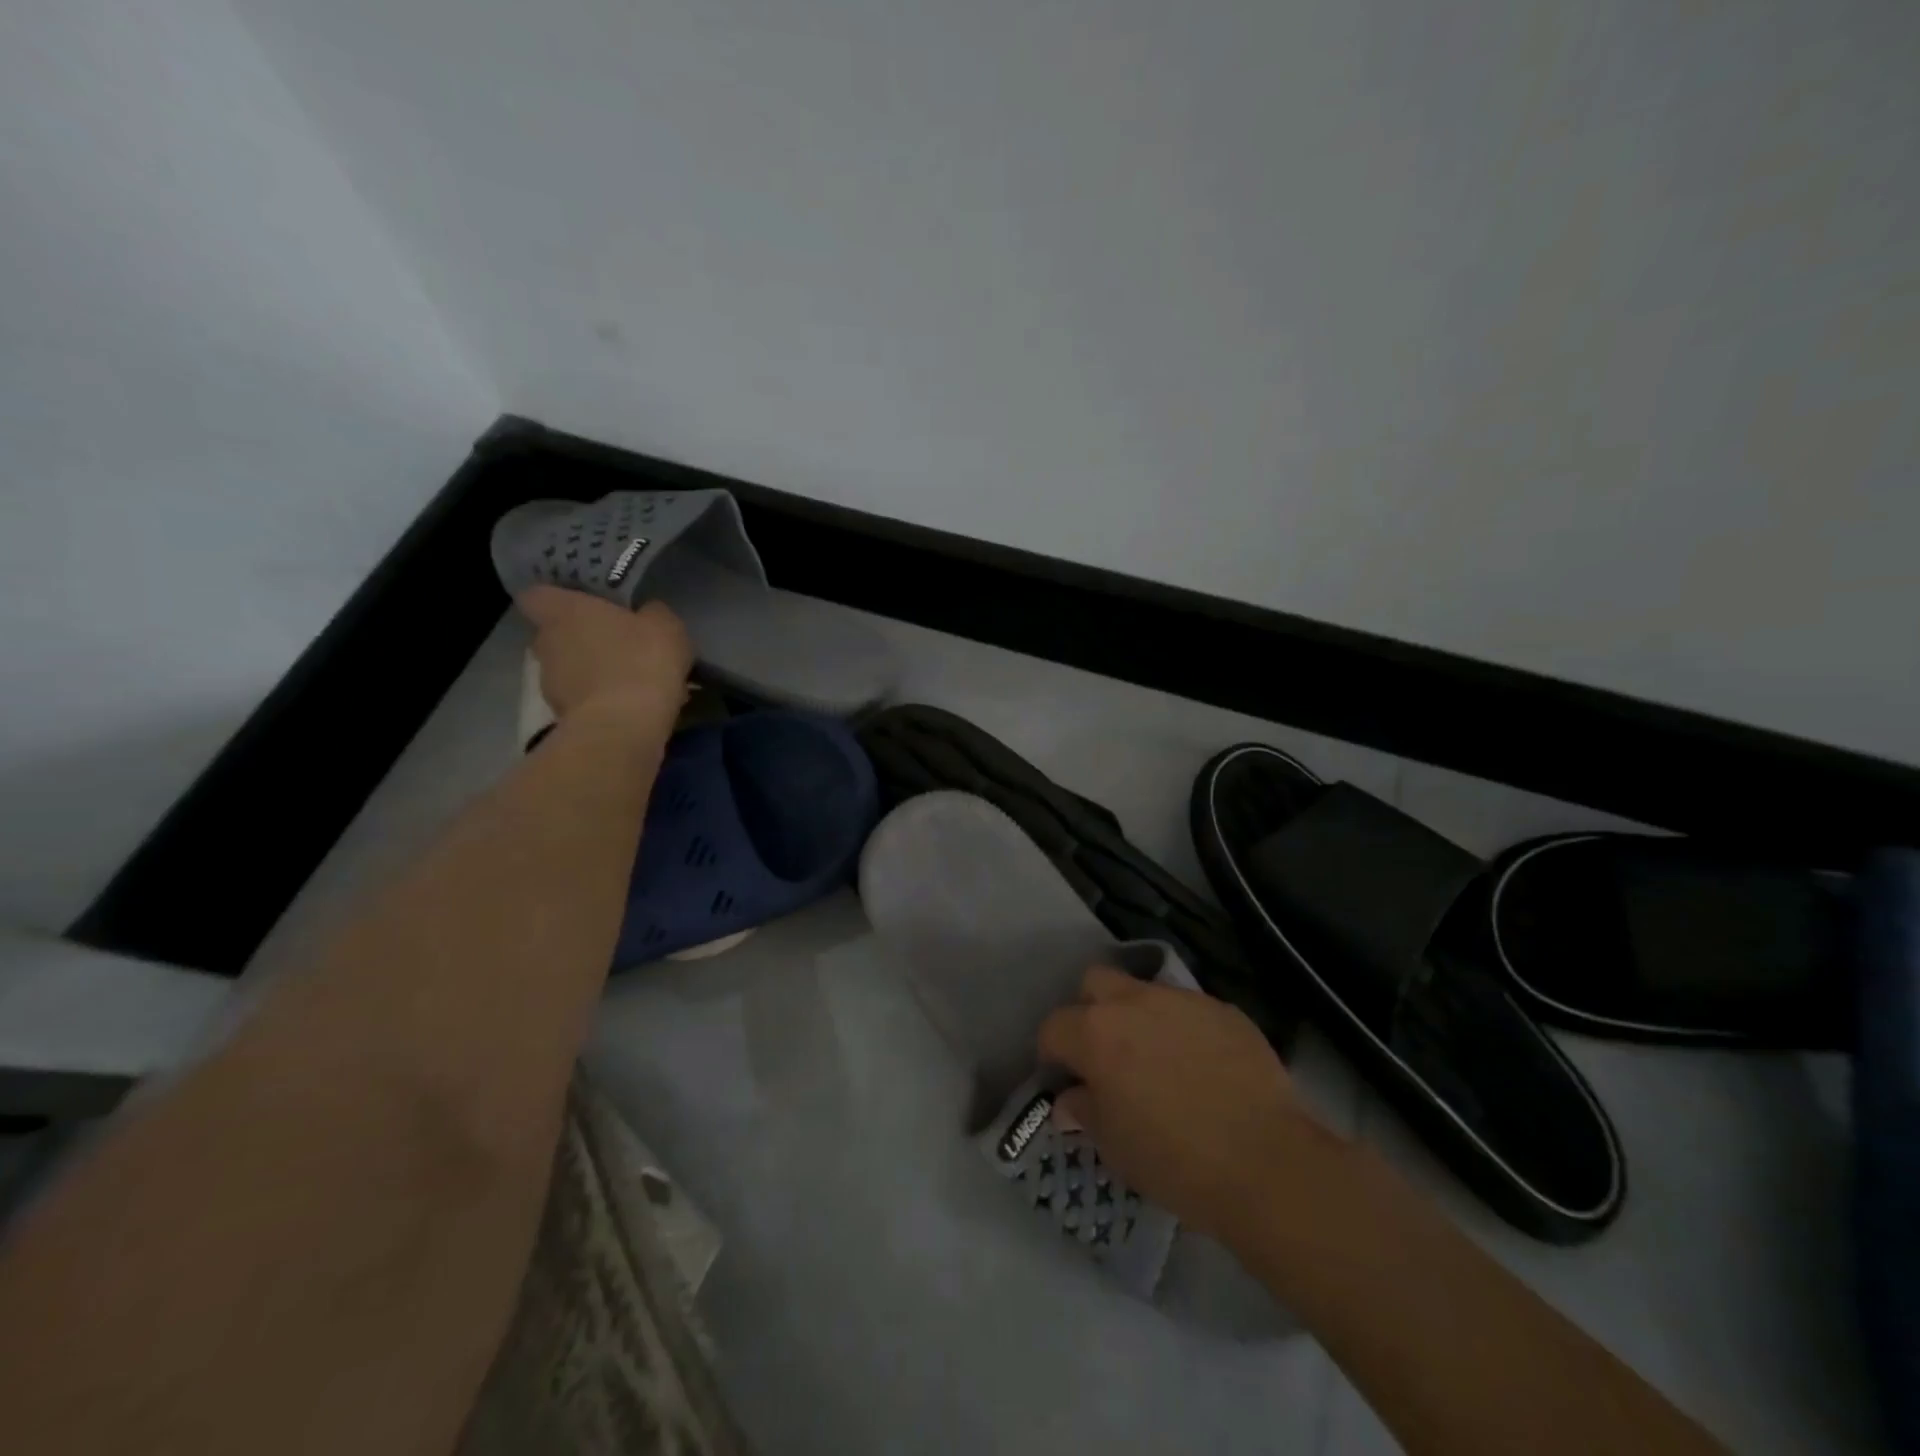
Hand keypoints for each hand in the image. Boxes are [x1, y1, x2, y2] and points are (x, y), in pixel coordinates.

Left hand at [517, 586, 692, 722]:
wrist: (625, 727)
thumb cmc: (641, 660)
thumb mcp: (665, 626)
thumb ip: (652, 614)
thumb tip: (648, 614)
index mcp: (563, 611)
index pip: (537, 595)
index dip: (558, 598)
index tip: (582, 603)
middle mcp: (545, 643)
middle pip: (553, 634)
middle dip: (580, 638)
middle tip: (614, 642)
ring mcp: (550, 684)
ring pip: (568, 670)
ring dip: (591, 672)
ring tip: (628, 680)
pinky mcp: (562, 717)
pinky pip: (582, 701)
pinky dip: (600, 701)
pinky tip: (630, 706)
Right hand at [1038, 966, 1338, 1241]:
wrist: (1266, 1162)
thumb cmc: (1175, 1161)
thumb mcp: (1115, 1147)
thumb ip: (1085, 1111)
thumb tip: (1070, 1099)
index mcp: (1095, 1033)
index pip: (1053, 1027)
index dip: (1053, 1053)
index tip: (1064, 1078)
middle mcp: (1133, 1002)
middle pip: (1095, 982)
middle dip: (1090, 1009)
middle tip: (1104, 1052)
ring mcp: (1182, 1000)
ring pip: (1144, 990)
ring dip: (1138, 1015)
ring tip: (1156, 1057)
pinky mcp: (1223, 1009)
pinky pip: (1188, 1008)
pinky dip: (1182, 1028)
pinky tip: (1200, 1065)